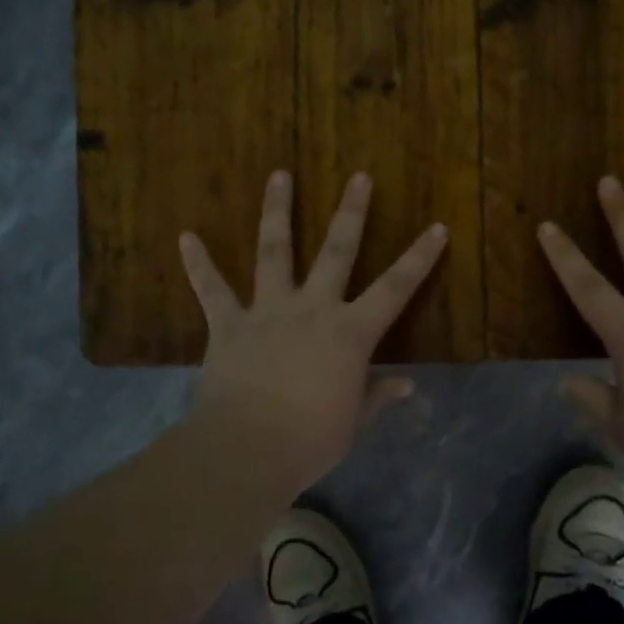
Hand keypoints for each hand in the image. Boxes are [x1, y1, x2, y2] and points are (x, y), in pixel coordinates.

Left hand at [179, 170, 448, 495]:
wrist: (247, 449)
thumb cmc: (310, 440)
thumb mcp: (354, 422)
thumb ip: (378, 396)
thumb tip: (407, 385)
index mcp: (350, 334)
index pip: (396, 289)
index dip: (420, 258)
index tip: (437, 227)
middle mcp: (312, 309)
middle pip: (337, 251)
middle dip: (351, 212)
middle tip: (359, 176)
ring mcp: (267, 311)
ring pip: (274, 250)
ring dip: (277, 211)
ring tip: (280, 175)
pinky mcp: (228, 324)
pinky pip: (212, 289)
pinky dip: (198, 264)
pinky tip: (185, 237)